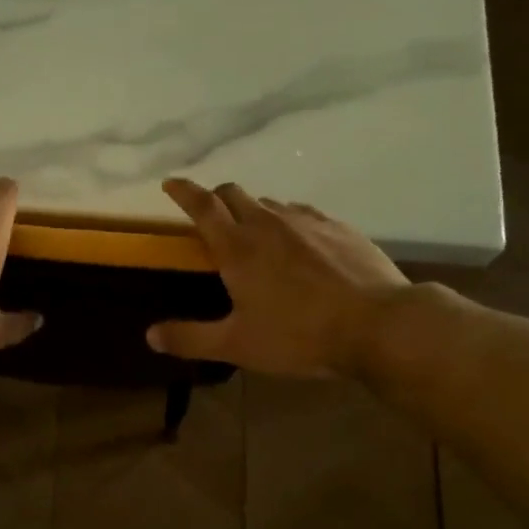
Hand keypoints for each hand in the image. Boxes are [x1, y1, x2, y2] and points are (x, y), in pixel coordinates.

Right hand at [147, 179, 408, 377]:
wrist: (378, 324)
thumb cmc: (298, 335)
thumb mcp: (237, 345)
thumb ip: (190, 338)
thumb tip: (149, 335)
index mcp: (237, 247)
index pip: (202, 206)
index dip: (183, 192)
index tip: (170, 184)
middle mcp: (268, 224)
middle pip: (233, 193)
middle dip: (215, 198)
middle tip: (209, 216)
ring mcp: (306, 221)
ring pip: (268, 202)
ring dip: (252, 211)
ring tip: (253, 235)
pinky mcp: (338, 227)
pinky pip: (301, 213)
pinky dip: (287, 219)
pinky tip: (296, 242)